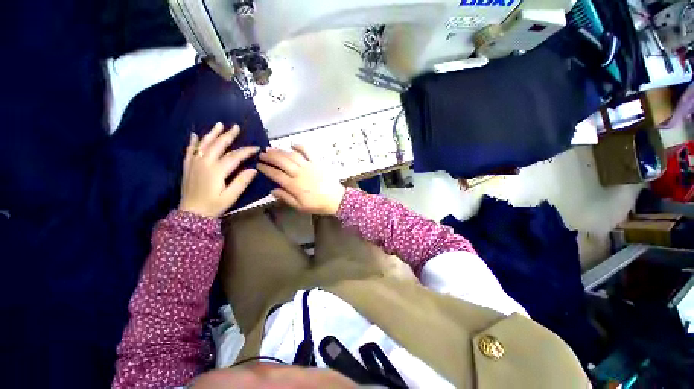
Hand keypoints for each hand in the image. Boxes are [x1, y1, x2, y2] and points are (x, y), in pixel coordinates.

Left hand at [179, 122, 258, 217]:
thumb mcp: (231, 196)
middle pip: (218, 145)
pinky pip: (190, 151)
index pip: (235, 156)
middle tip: (236, 127)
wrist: (191, 214)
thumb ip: (242, 182)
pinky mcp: (188, 167)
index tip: (257, 148)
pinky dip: (193, 142)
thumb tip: (254, 169)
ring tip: (219, 124)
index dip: (246, 151)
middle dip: (228, 135)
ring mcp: (194, 164)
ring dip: (212, 133)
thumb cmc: (213, 206)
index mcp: (217, 171)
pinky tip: (195, 135)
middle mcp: (204, 163)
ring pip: (204, 144)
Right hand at [257, 145, 345, 214]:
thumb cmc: (317, 204)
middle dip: (270, 157)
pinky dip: (300, 147)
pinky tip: (293, 144)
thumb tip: (272, 190)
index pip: (275, 174)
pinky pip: (308, 152)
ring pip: (292, 156)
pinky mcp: (317, 162)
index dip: (265, 168)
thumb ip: (286, 198)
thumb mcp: (300, 206)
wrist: (336, 199)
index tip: (258, 165)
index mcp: (294, 185)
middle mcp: (299, 173)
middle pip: (281, 162)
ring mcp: (309, 166)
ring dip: (280, 151)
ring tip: (271, 149)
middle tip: (261, 154)